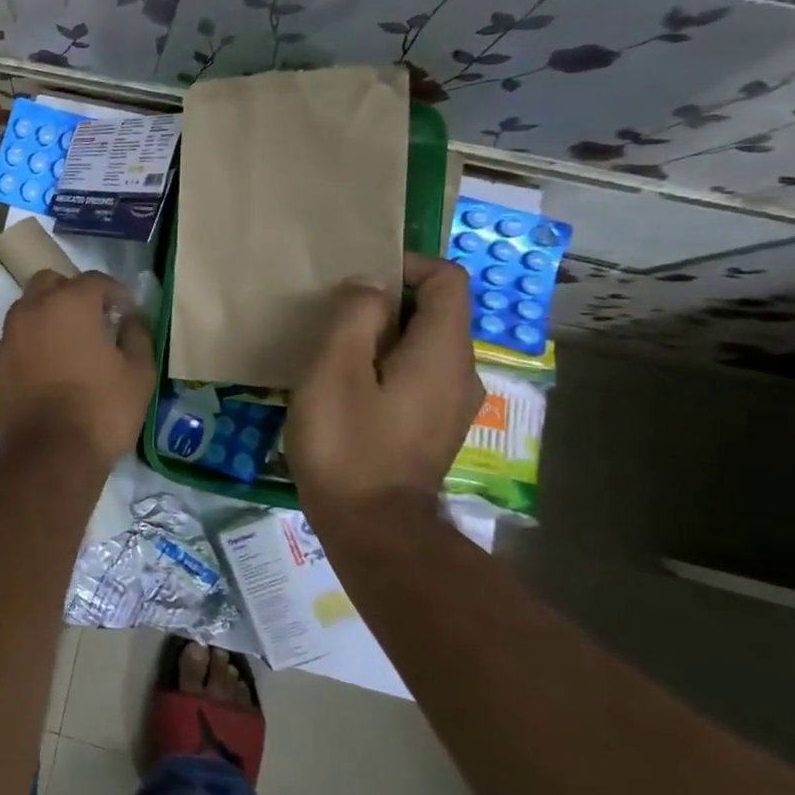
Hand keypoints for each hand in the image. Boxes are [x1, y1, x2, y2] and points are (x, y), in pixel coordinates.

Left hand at [0, 270, 155, 466]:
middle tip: (93, 320)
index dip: (115, 292)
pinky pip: (16, 343)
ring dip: (48, 317)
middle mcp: (32, 311)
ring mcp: (9, 339)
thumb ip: (137, 334)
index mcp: (69, 304)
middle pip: (50, 283)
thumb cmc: (101, 410)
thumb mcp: (139, 373)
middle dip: (72, 293)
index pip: (95, 279)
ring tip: (69, 346)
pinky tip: (48, 372)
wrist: (50, 456)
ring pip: (27, 310)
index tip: (126, 312)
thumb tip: (130, 318)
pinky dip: (32, 347)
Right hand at [287, 253, 483, 513]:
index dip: (406, 265)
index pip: (448, 279)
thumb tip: (369, 286)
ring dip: (382, 337)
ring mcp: (453, 405)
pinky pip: (418, 376)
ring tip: (334, 354)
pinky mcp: (436, 428)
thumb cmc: (347, 444)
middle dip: (387, 303)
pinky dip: (387, 366)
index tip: (357, 281)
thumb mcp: (334, 370)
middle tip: (333, 319)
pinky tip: (348, 390)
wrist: (372, 529)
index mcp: (442, 352)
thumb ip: (355, 317)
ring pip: (424, 346)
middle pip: (436, 312)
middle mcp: (462, 373)